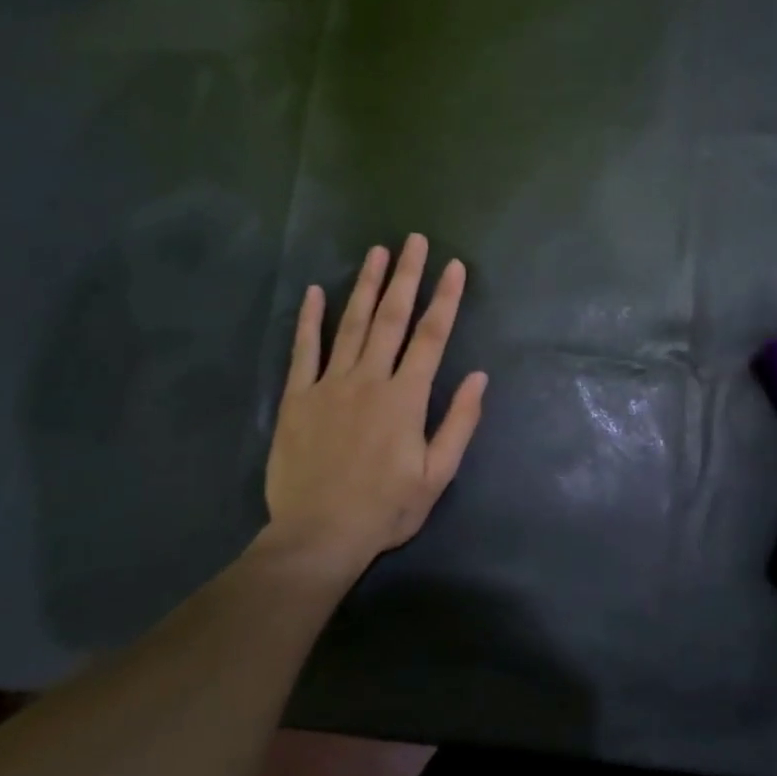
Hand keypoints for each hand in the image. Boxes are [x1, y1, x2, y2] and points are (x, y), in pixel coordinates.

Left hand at [262, 234, 487, 596]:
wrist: (318, 534)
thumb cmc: (385, 508)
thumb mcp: (437, 475)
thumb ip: (458, 422)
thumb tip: (479, 377)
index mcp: (405, 398)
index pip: (432, 337)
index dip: (445, 299)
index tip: (454, 266)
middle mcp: (369, 380)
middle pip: (391, 318)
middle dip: (406, 277)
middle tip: (414, 240)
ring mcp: (329, 385)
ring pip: (350, 325)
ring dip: (366, 286)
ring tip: (378, 253)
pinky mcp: (298, 398)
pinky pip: (303, 350)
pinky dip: (310, 319)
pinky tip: (317, 291)